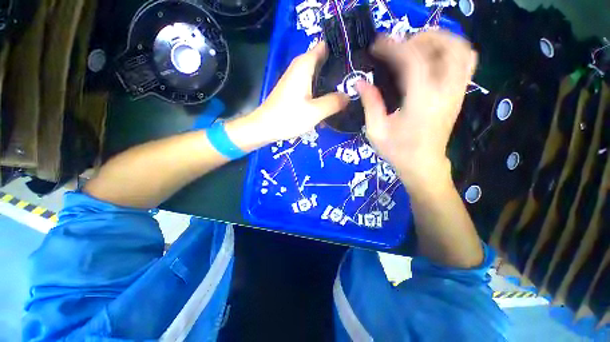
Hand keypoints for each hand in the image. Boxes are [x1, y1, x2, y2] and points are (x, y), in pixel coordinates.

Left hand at [253, 42, 349, 140]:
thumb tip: (349, 96)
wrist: (265, 127)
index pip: (326, 46)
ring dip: (331, 82)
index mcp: (305, 64)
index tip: (356, 62)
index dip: (341, 51)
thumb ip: (334, 102)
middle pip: (324, 60)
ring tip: (347, 91)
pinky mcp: (294, 90)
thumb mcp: (315, 111)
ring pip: (319, 74)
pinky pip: (312, 85)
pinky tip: (330, 102)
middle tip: (355, 80)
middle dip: (339, 69)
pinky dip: (321, 91)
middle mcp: (300, 67)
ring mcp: (296, 78)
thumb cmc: (288, 117)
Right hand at [357, 31, 476, 188]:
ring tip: (416, 47)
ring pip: (461, 50)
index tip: (377, 45)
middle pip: (447, 46)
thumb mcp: (376, 131)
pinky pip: (465, 62)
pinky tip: (431, 59)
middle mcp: (445, 91)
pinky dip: (450, 51)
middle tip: (400, 45)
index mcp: (421, 101)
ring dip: (439, 41)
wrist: (422, 165)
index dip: (393, 47)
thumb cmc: (397, 151)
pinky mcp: (459, 94)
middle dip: (422, 37)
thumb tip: (360, 82)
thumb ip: (370, 103)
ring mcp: (457, 92)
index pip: (413, 60)